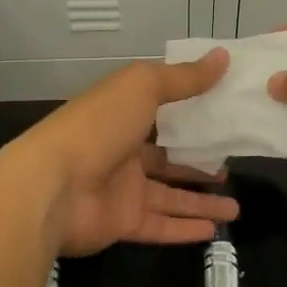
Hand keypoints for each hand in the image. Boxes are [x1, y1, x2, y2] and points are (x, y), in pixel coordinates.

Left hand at [8, 51, 239, 256]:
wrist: (51, 187)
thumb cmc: (98, 127)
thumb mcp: (143, 88)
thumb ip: (184, 78)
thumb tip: (223, 56)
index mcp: (122, 114)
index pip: (161, 111)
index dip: (191, 111)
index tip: (225, 112)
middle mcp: (122, 151)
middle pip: (168, 157)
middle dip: (199, 161)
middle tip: (233, 165)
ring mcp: (121, 189)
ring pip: (170, 196)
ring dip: (201, 201)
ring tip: (236, 208)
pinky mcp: (121, 222)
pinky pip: (160, 225)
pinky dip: (185, 229)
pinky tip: (214, 230)